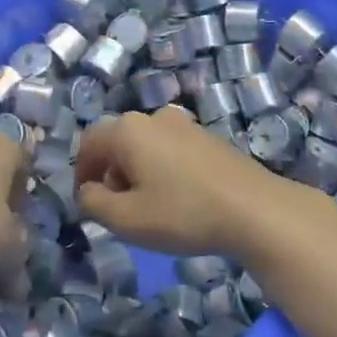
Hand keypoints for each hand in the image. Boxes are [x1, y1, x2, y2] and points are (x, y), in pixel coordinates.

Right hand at [74, 108, 320, 259]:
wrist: (255, 210)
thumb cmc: (183, 213)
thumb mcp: (126, 219)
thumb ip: (94, 203)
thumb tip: (88, 190)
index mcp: (128, 129)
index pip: (89, 143)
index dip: (81, 173)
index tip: (88, 204)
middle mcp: (154, 117)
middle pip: (117, 142)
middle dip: (111, 174)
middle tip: (120, 210)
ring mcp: (185, 124)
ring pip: (145, 146)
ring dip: (138, 172)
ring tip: (151, 208)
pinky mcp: (208, 138)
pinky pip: (171, 149)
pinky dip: (163, 170)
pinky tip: (180, 199)